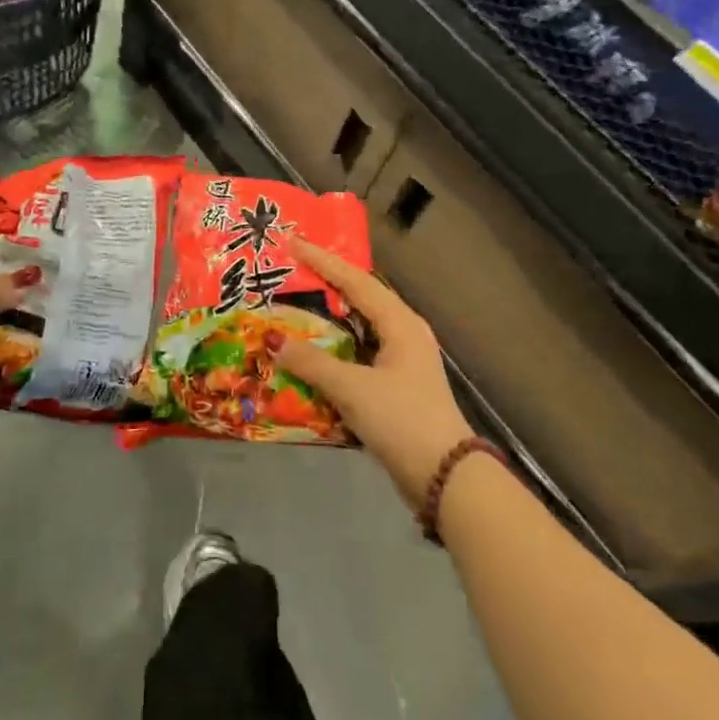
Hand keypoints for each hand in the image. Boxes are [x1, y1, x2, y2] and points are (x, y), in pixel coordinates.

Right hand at [274, 239, 475, 508]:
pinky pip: (357, 357)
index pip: (355, 281)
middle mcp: (403, 334)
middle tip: (290, 272)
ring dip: (327, 322)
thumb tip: (273, 340)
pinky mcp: (395, 388)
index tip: (293, 241)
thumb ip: (312, 363)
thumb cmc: (401, 420)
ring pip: (357, 330)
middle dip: (325, 286)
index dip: (323, 261)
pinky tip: (309, 358)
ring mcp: (402, 362)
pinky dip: (333, 353)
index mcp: (400, 323)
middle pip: (358, 300)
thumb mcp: (353, 388)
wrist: (445, 478)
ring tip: (293, 309)